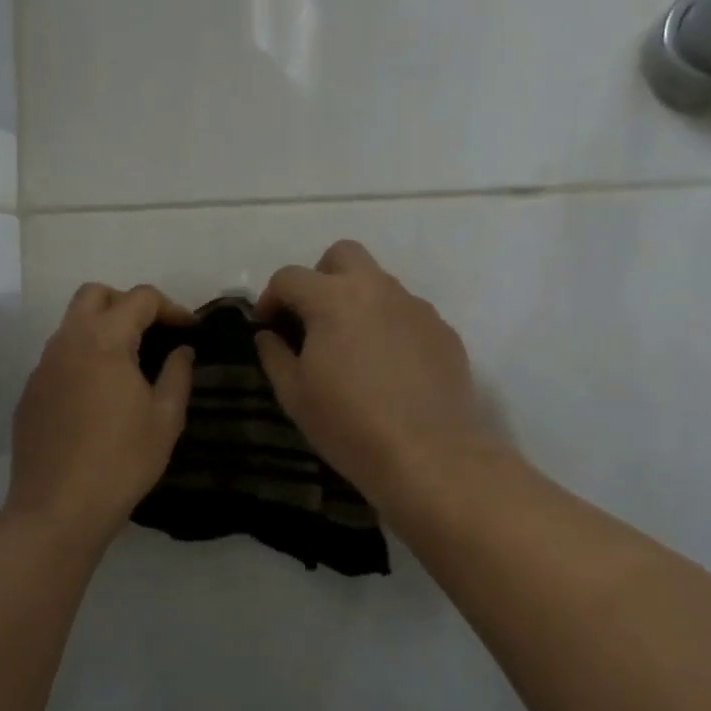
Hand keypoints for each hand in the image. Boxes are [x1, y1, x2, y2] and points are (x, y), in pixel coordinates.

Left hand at [4, 284, 195, 548]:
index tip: (189, 330)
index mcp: (104, 341)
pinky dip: (83, 359)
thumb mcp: (165, 419)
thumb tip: (182, 350)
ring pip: (72, 325)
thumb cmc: (121, 462)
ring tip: (128, 364)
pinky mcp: (30, 393)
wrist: (57, 509)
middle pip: (95, 295)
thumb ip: (177, 374)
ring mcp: (42, 367)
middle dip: (127, 303)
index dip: (170, 307)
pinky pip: (59, 358)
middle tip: (152, 333)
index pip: (139, 298)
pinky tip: (98, 396)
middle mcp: (67, 342)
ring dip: (102, 330)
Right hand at [255, 241, 500, 514]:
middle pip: (342, 255)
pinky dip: (389, 325)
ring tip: (352, 348)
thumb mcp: (295, 395)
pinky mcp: (443, 331)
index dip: (271, 297)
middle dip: (320, 277)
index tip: (267, 326)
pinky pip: (407, 313)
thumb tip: (269, 334)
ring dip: (357, 301)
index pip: (290, 277)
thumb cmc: (350, 425)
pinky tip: (388, 367)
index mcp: (333, 299)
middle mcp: (377, 289)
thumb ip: (274, 355)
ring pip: (379, 283)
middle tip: (312, 318)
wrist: (430, 455)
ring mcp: (416, 307)